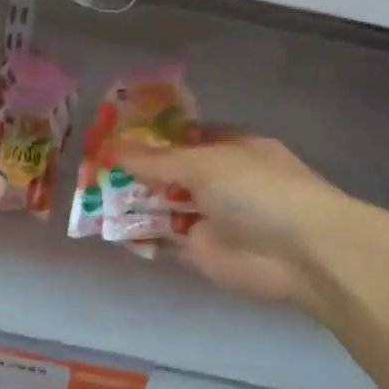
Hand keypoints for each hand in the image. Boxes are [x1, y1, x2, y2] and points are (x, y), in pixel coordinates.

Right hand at [110, 136, 364, 313]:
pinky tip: (108, 229)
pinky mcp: (199, 251)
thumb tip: (112, 147)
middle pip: (167, 173)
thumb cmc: (257, 191)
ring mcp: (208, 216)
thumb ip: (156, 160)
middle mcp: (217, 180)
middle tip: (91, 169)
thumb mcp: (204, 163)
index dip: (149, 137)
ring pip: (162, 206)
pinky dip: (139, 235)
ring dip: (131, 202)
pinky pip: (162, 239)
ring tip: (89, 197)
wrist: (299, 252)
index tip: (111, 135)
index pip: (182, 137)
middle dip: (134, 171)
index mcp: (228, 147)